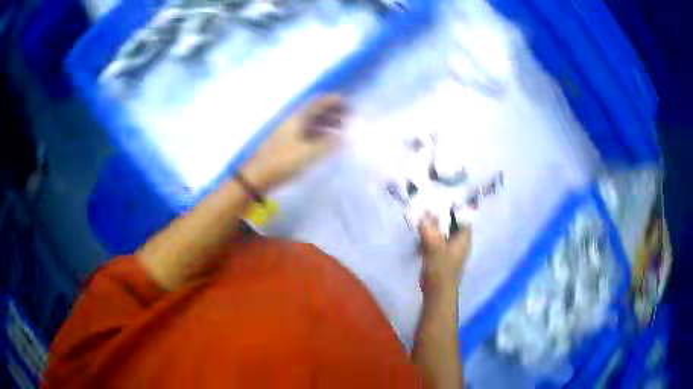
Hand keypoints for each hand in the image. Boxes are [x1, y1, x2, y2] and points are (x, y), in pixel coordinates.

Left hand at [242, 94, 346, 190]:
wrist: (257, 176)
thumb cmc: (282, 162)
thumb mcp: (308, 153)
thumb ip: (328, 144)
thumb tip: (344, 136)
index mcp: (298, 119)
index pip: (318, 102)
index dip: (334, 101)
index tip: (350, 106)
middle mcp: (294, 121)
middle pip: (315, 111)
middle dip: (333, 112)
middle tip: (349, 119)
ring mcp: (290, 132)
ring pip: (312, 122)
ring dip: (327, 123)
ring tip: (342, 131)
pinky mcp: (288, 144)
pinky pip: (308, 133)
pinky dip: (320, 134)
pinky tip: (327, 143)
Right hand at [419, 213, 471, 297]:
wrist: (437, 292)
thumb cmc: (441, 269)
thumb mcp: (434, 246)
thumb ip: (429, 229)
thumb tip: (422, 213)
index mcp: (464, 239)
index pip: (464, 217)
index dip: (455, 207)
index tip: (442, 199)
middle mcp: (460, 242)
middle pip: (454, 223)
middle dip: (442, 215)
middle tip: (429, 205)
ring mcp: (451, 250)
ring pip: (445, 232)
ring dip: (435, 225)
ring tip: (423, 215)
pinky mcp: (442, 256)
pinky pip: (438, 240)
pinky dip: (431, 235)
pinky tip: (421, 231)